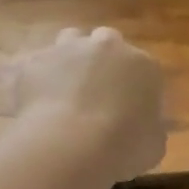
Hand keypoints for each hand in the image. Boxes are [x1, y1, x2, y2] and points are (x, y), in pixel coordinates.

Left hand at [13, 27, 167, 180]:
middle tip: (97, 93)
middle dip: (103, 62)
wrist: (71, 145)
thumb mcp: (154, 146)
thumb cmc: (124, 147)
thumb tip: (142, 128)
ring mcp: (67, 49)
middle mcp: (106, 47)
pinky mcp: (34, 61)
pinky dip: (37, 79)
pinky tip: (36, 103)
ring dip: (70, 58)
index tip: (130, 110)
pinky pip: (36, 66)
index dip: (136, 89)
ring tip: (65, 89)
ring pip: (70, 41)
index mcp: (143, 66)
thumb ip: (150, 128)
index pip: (144, 69)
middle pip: (106, 43)